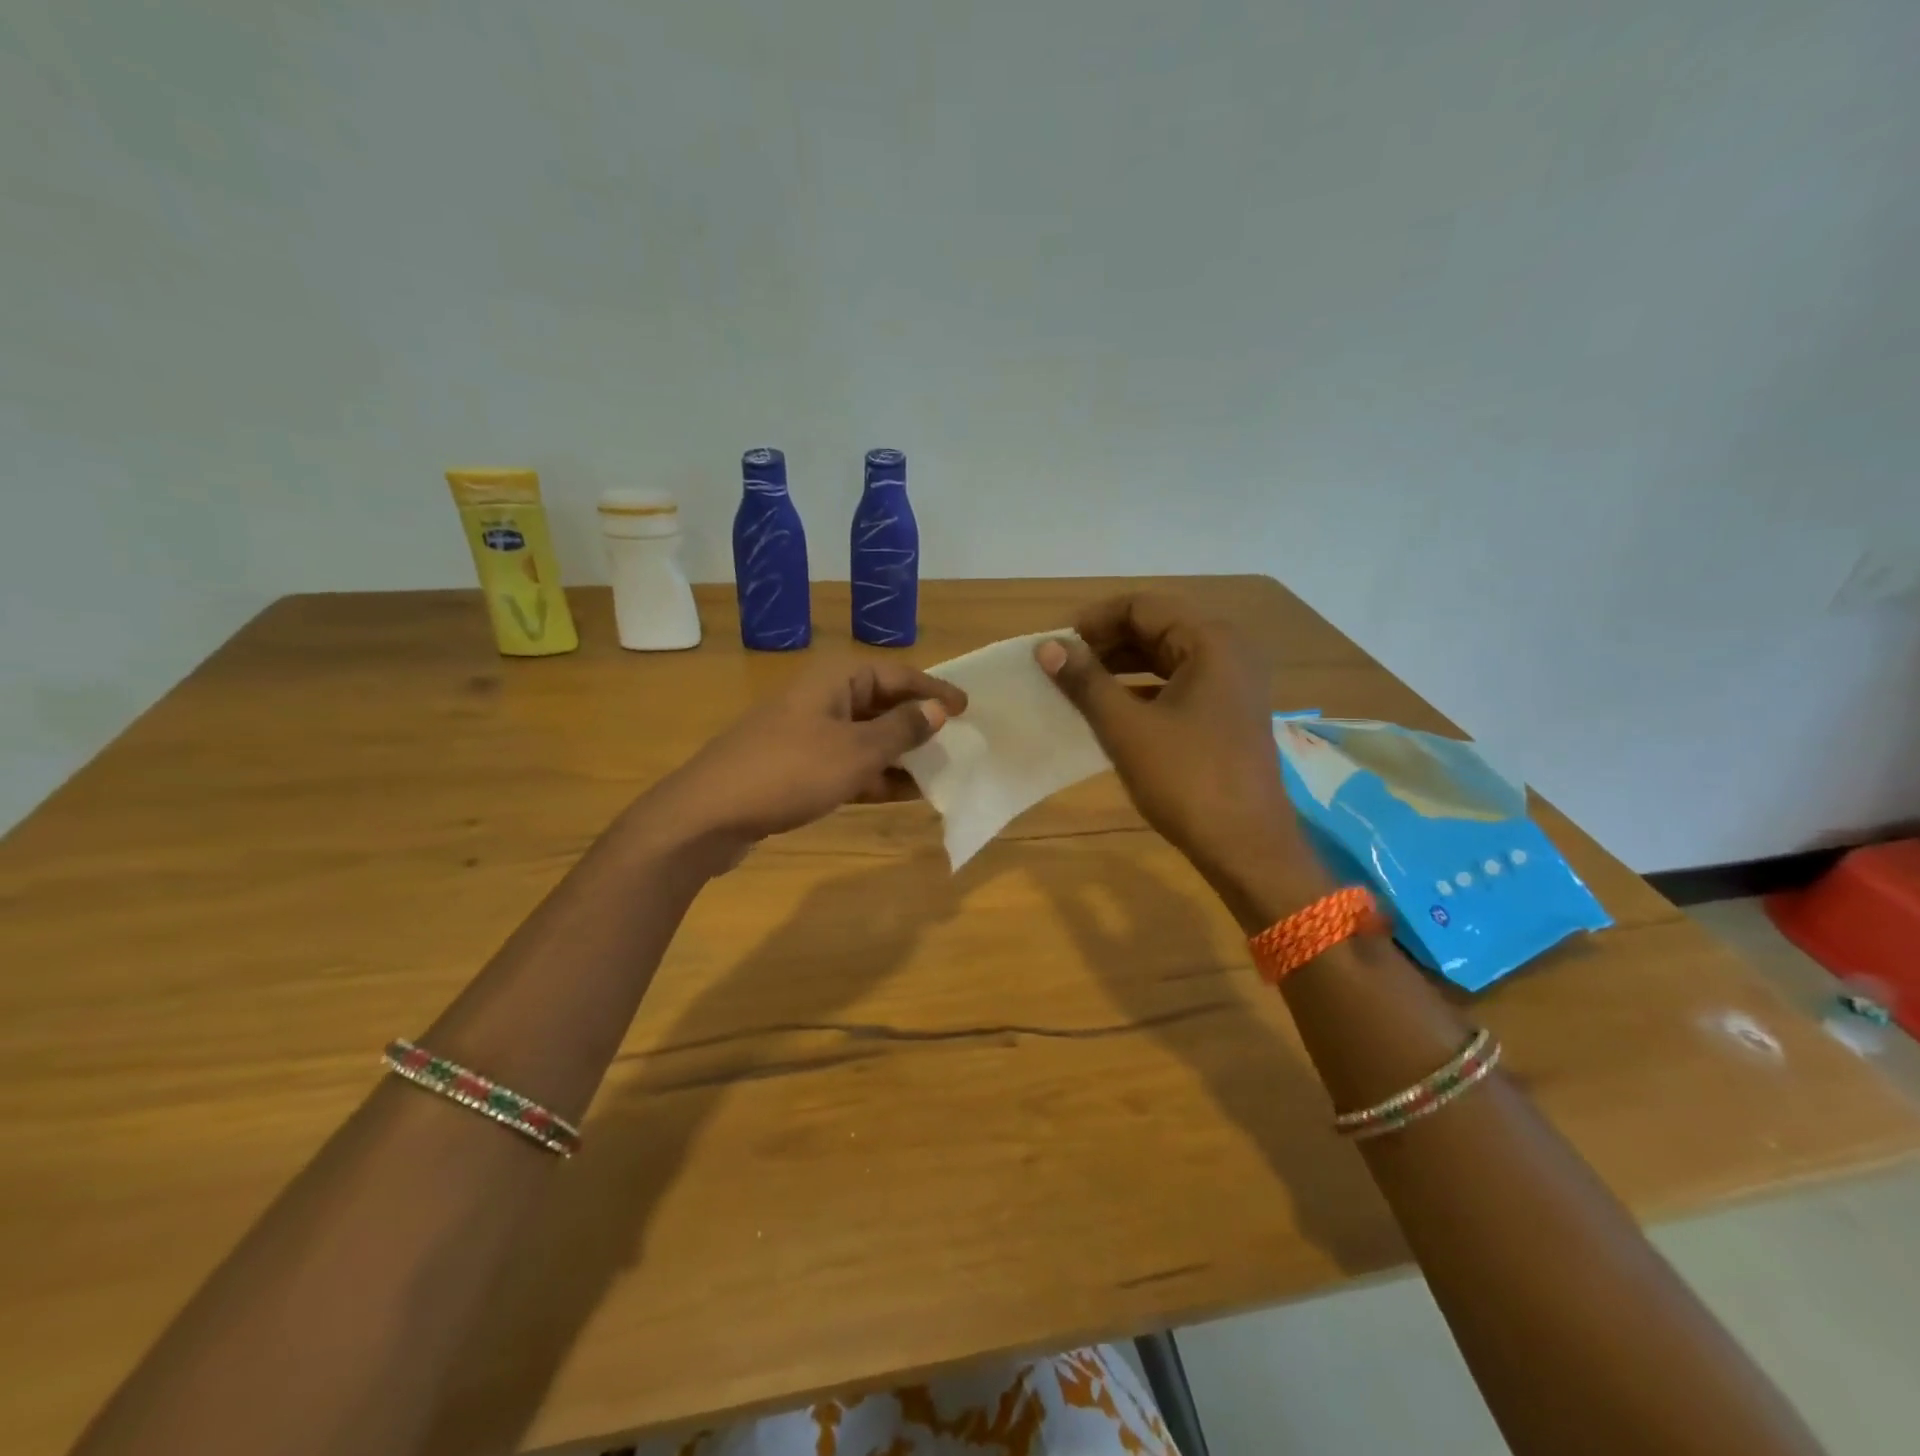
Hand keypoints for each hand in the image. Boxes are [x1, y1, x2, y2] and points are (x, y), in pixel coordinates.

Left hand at [646, 660, 966, 866]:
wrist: (708, 815)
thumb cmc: (790, 772)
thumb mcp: (856, 751)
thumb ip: (902, 730)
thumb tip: (939, 709)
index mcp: (835, 680)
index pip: (897, 674)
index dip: (934, 689)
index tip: (968, 708)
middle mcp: (822, 699)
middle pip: (882, 704)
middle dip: (919, 725)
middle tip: (958, 743)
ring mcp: (807, 734)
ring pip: (866, 738)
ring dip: (900, 755)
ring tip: (939, 773)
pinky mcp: (797, 767)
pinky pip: (847, 764)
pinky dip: (874, 776)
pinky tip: (902, 794)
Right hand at [1036, 593, 1328, 923]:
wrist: (1247, 846)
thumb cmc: (1186, 780)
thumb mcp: (1126, 728)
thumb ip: (1085, 681)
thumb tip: (1048, 646)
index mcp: (1210, 641)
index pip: (1141, 606)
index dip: (1093, 620)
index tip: (1055, 646)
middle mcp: (1228, 651)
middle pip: (1156, 627)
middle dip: (1105, 643)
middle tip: (1062, 666)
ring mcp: (1233, 683)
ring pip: (1166, 657)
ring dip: (1121, 666)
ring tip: (1078, 686)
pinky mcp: (1229, 712)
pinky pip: (1179, 684)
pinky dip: (1143, 689)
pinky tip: (1111, 710)